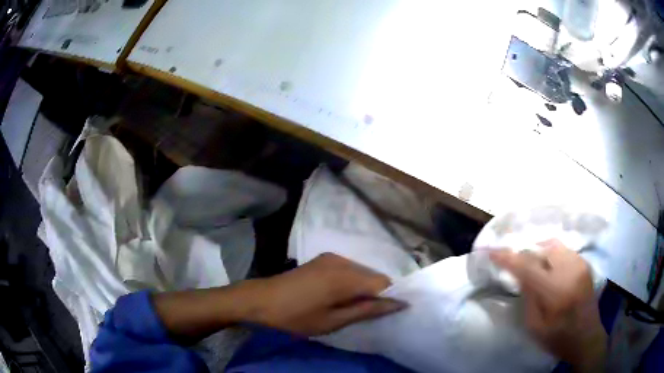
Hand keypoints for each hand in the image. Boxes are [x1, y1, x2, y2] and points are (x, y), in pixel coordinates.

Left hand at [249, 253, 406, 335]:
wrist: (261, 300)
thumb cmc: (296, 316)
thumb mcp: (333, 321)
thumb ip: (367, 310)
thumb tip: (398, 304)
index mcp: (345, 276)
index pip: (383, 283)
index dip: (391, 298)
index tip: (389, 314)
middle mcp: (342, 261)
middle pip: (374, 276)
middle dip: (378, 294)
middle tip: (369, 315)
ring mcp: (331, 257)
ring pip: (362, 272)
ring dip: (365, 289)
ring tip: (354, 308)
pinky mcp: (323, 259)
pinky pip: (349, 269)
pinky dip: (353, 283)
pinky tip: (341, 296)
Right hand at [489, 240, 606, 371]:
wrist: (587, 337)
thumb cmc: (558, 338)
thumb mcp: (535, 327)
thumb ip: (528, 297)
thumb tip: (520, 275)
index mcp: (555, 291)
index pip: (527, 266)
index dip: (507, 257)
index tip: (491, 251)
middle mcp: (569, 270)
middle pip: (541, 249)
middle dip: (526, 255)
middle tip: (516, 267)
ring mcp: (579, 263)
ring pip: (553, 245)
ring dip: (539, 253)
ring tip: (533, 267)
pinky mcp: (584, 263)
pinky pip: (563, 250)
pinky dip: (551, 255)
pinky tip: (550, 269)